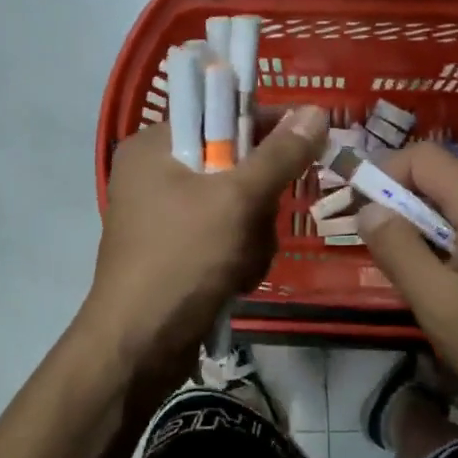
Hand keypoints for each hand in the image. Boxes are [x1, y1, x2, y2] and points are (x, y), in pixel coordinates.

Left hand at [78, 105, 328, 383]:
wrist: (140, 347)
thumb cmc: (181, 259)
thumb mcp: (236, 200)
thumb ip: (279, 154)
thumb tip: (316, 110)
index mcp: (155, 146)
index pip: (219, 114)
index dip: (264, 126)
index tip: (303, 146)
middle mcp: (157, 174)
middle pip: (235, 164)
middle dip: (258, 202)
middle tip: (257, 225)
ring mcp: (166, 216)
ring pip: (238, 206)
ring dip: (253, 236)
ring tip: (241, 265)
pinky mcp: (178, 251)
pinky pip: (227, 237)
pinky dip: (240, 257)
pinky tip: (235, 281)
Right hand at [356, 142, 457, 427]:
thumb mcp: (439, 305)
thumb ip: (397, 249)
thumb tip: (369, 209)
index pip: (422, 157)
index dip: (383, 174)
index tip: (362, 209)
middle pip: (449, 179)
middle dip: (413, 208)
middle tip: (396, 255)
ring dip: (444, 226)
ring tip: (437, 277)